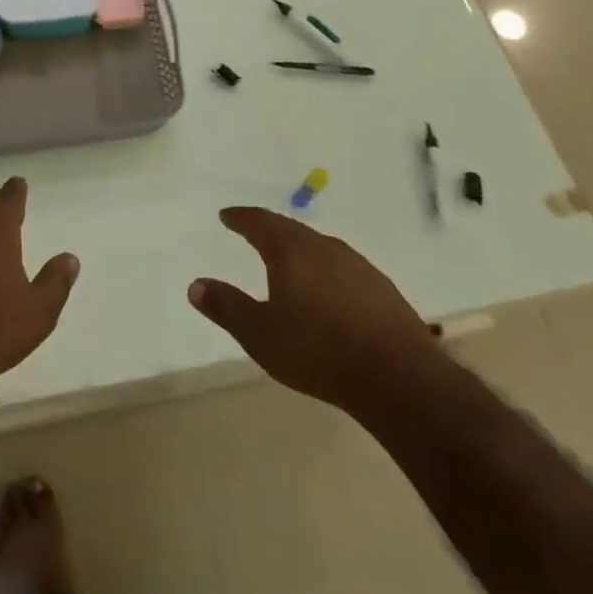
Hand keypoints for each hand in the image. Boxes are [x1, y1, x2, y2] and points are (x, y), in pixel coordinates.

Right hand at [188, 207, 444, 414]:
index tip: (227, 215)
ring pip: (319, 246)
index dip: (241, 218)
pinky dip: (325, 269)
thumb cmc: (318, 351)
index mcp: (291, 251)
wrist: (398, 377)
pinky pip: (342, 267)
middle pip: (291, 229)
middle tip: (253, 231)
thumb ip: (226, 307)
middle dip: (269, 229)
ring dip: (299, 248)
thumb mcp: (260, 334)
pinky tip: (327, 289)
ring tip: (287, 259)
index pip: (260, 222)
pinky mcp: (381, 287)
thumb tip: (195, 285)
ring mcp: (357, 265)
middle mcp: (324, 247)